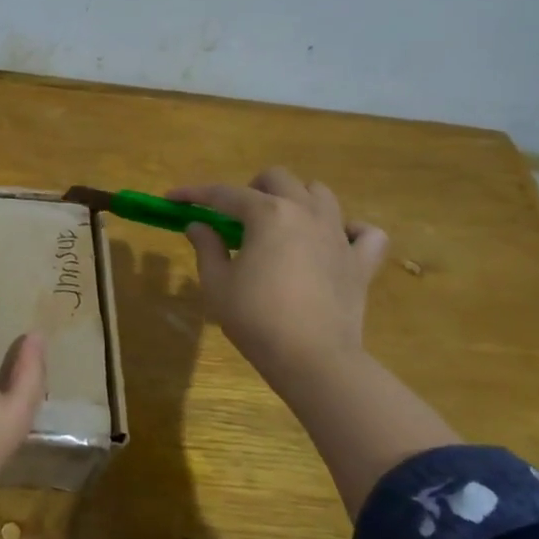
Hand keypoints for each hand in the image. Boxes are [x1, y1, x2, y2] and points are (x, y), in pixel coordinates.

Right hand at [171, 168, 389, 385]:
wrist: (313, 359)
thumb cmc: (256, 318)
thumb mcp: (217, 283)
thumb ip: (207, 247)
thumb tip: (199, 225)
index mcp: (268, 214)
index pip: (224, 194)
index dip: (194, 195)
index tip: (173, 199)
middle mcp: (306, 212)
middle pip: (278, 179)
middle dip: (251, 188)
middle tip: (235, 216)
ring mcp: (338, 235)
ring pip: (321, 194)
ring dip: (297, 200)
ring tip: (281, 224)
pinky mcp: (361, 262)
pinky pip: (365, 233)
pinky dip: (350, 230)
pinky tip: (334, 242)